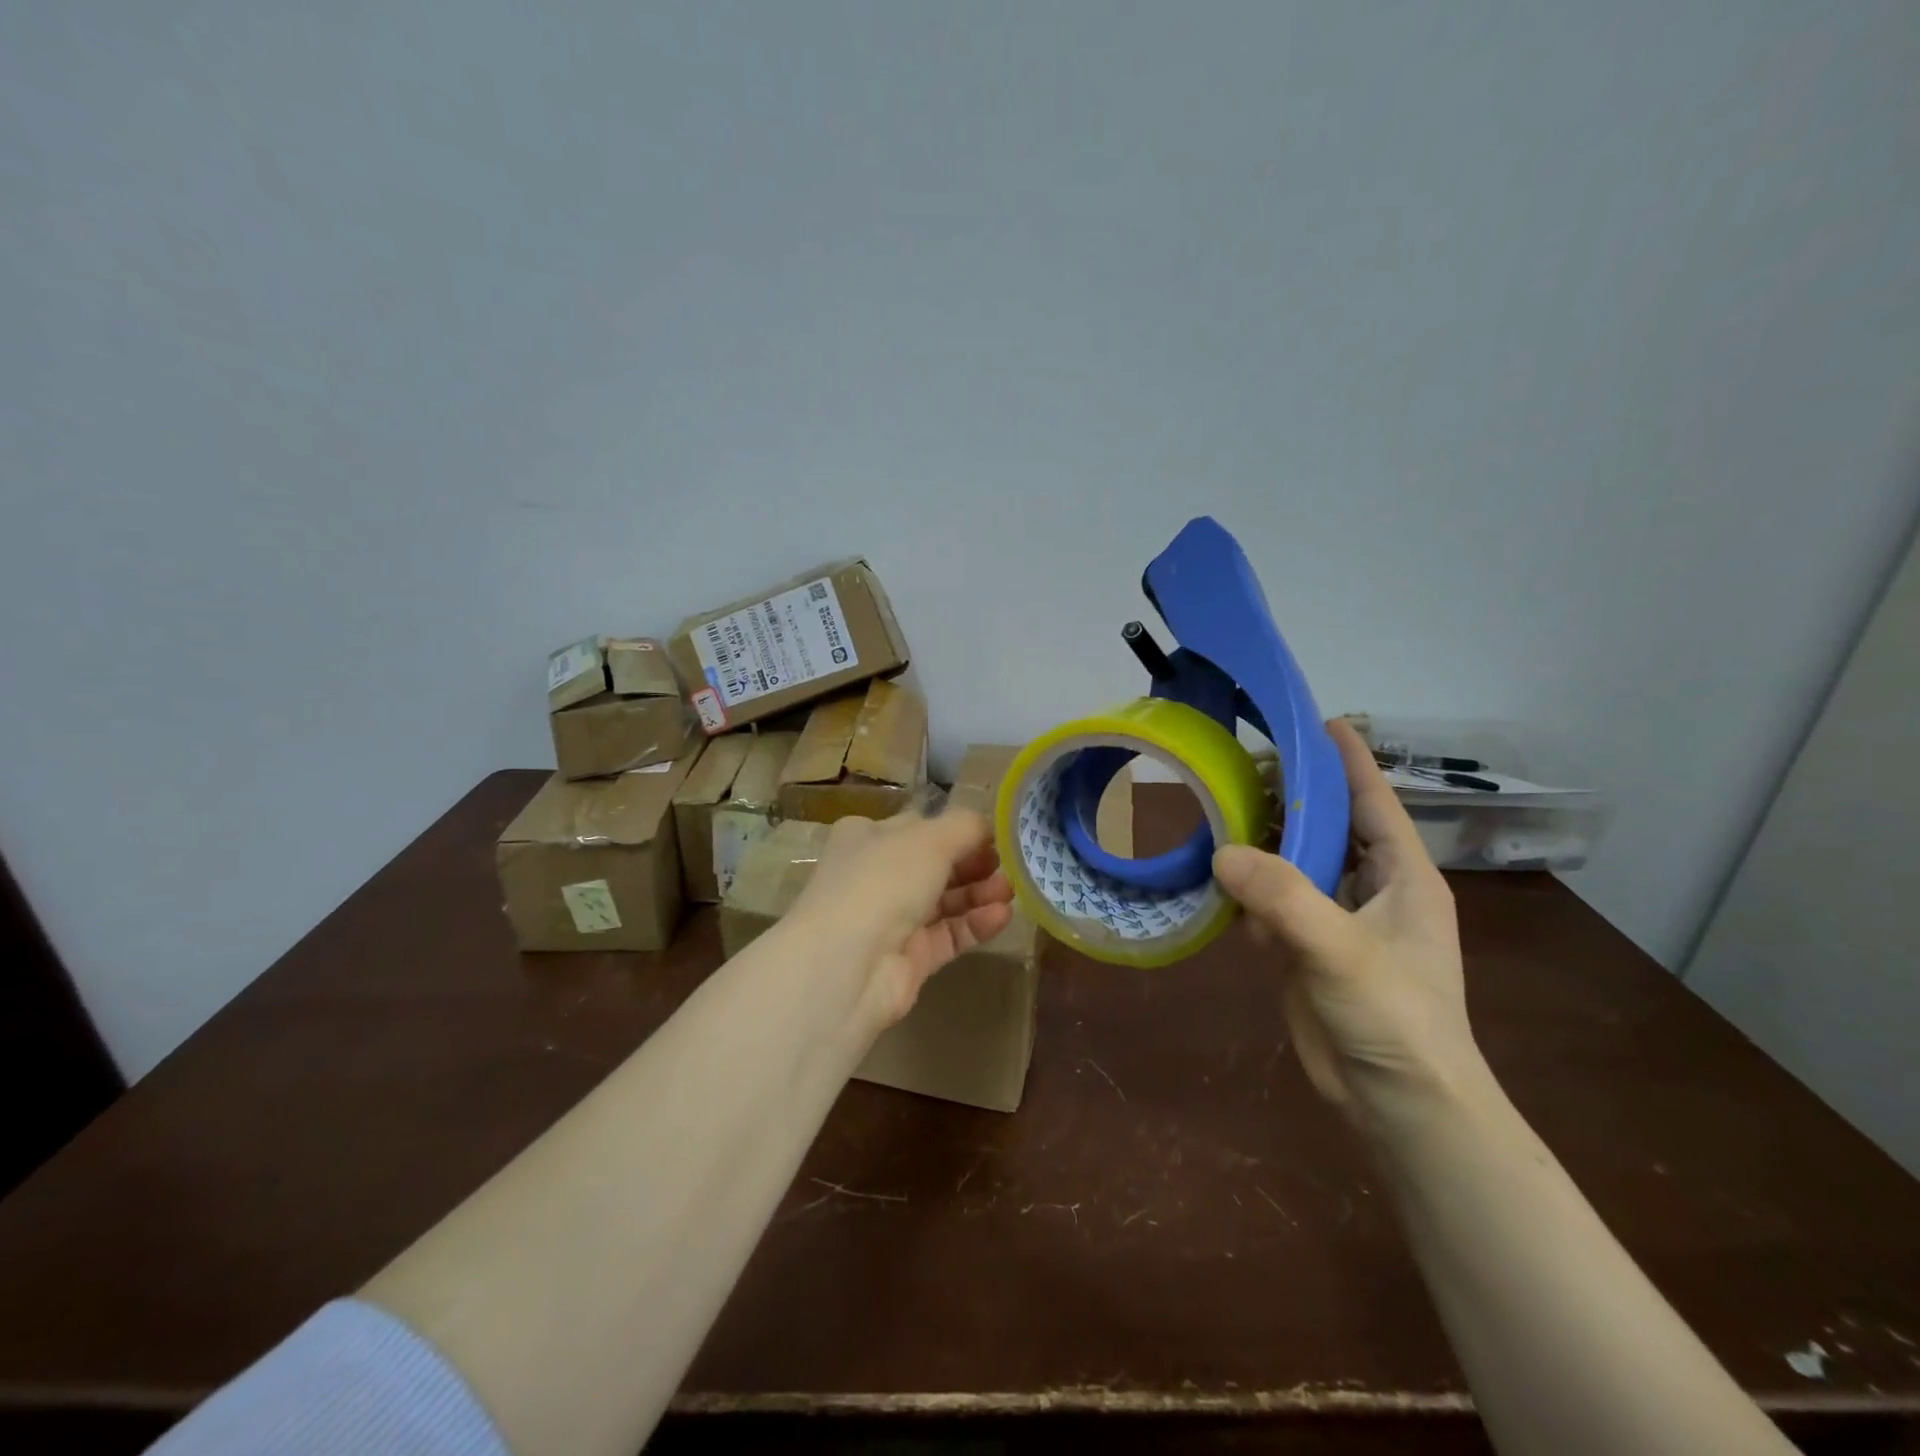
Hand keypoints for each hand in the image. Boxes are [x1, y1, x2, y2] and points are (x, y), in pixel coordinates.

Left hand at [787, 808, 1014, 1036]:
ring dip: (979, 893)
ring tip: (1011, 891)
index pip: (918, 827)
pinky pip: (948, 935)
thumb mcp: (929, 838)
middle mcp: (875, 875)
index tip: (993, 836)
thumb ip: (965, 826)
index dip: (956, 830)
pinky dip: (975, 924)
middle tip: (1008, 865)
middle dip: (974, 863)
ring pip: (944, 902)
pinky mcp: (908, 959)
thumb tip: (986, 826)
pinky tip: (1002, 916)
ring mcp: (890, 920)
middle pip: (934, 865)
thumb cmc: (882, 881)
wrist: (846, 965)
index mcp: (866, 837)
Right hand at [1213, 719, 1485, 1127]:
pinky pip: (1271, 901)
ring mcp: (1336, 920)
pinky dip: (1245, 885)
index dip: (1349, 760)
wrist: (1398, 1106)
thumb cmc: (1395, 1020)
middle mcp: (1370, 890)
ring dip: (1262, 838)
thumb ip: (1284, 897)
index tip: (1317, 720)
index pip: (1375, 801)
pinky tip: (1213, 869)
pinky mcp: (1305, 949)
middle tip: (1243, 763)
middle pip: (1329, 825)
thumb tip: (1221, 850)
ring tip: (1220, 805)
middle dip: (1292, 794)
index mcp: (1403, 877)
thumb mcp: (1343, 951)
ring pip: (1295, 862)